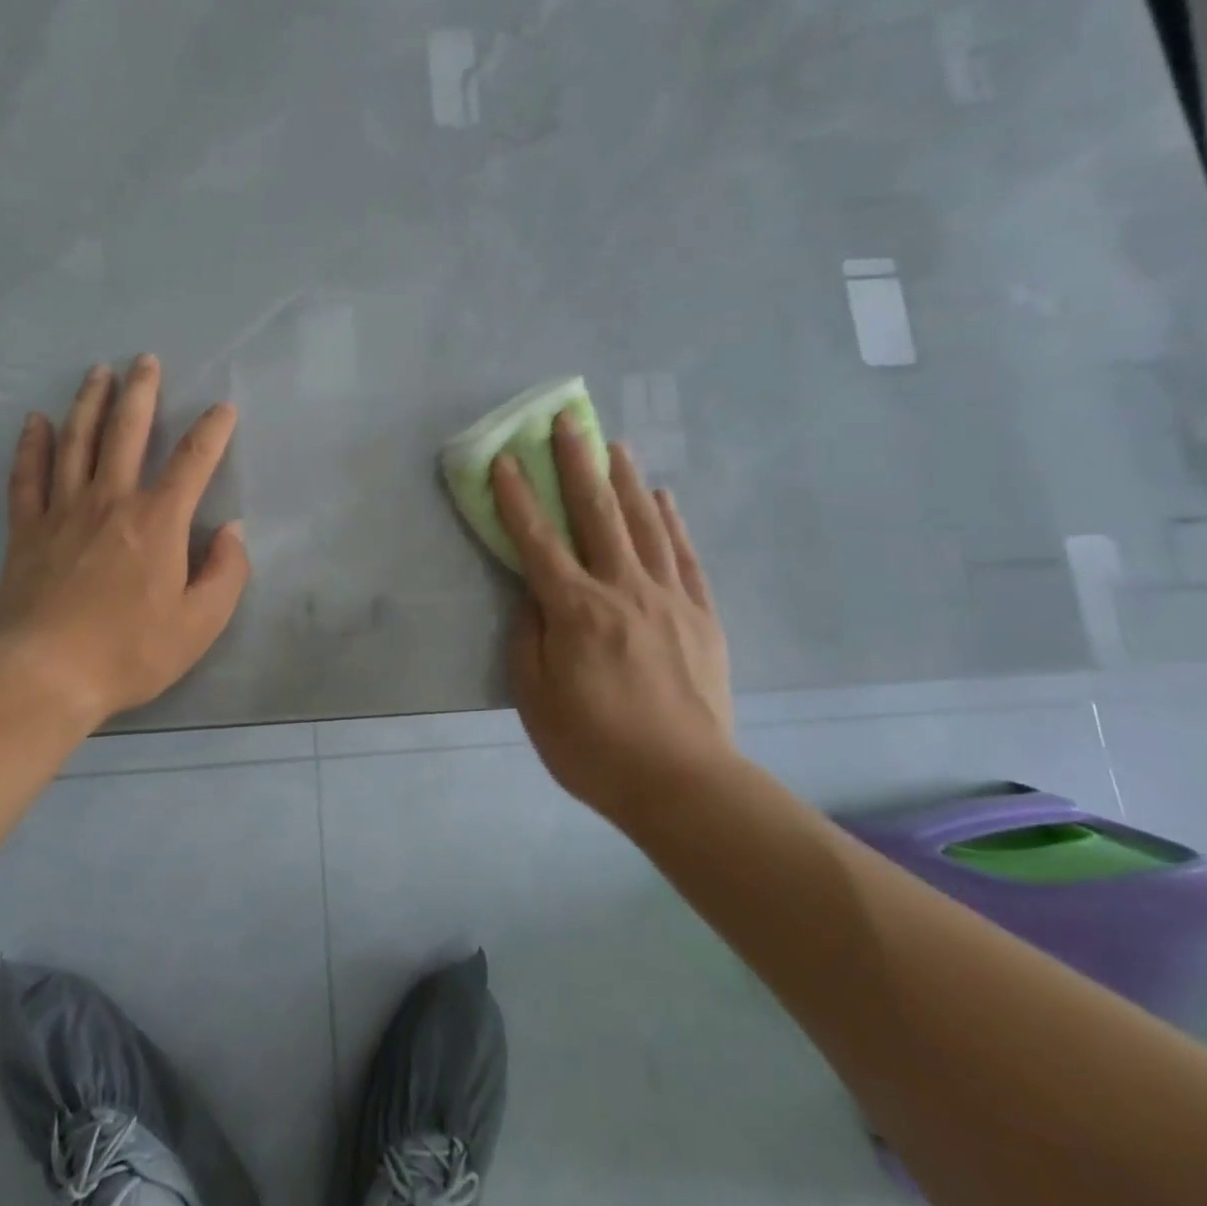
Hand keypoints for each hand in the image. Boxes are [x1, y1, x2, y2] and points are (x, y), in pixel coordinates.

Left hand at [0, 356, 249, 727]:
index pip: (192, 461)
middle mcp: (111, 500)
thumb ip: (226, 573)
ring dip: (89, 402)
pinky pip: (27, 475)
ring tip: (98, 372)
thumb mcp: (200, 623)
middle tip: (145, 360)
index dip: (212, 431)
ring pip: (77, 441)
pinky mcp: (27, 529)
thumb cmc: (131, 651)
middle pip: (127, 432)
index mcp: (158, 521)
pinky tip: (36, 420)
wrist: (46, 675)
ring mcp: (63, 510)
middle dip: (141, 392)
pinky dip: (32, 445)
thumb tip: (231, 531)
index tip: (222, 408)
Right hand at [490, 415, 734, 823]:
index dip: (517, 497)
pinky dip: (672, 521)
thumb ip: (529, 639)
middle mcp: (622, 590)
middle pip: (596, 514)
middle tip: (568, 421)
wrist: (684, 784)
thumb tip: (532, 597)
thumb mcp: (536, 700)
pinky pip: (684, 555)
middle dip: (577, 463)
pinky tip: (663, 496)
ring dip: (625, 480)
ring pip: (644, 524)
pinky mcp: (701, 614)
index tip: (505, 459)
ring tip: (613, 444)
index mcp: (576, 611)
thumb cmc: (595, 747)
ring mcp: (668, 598)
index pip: (538, 541)